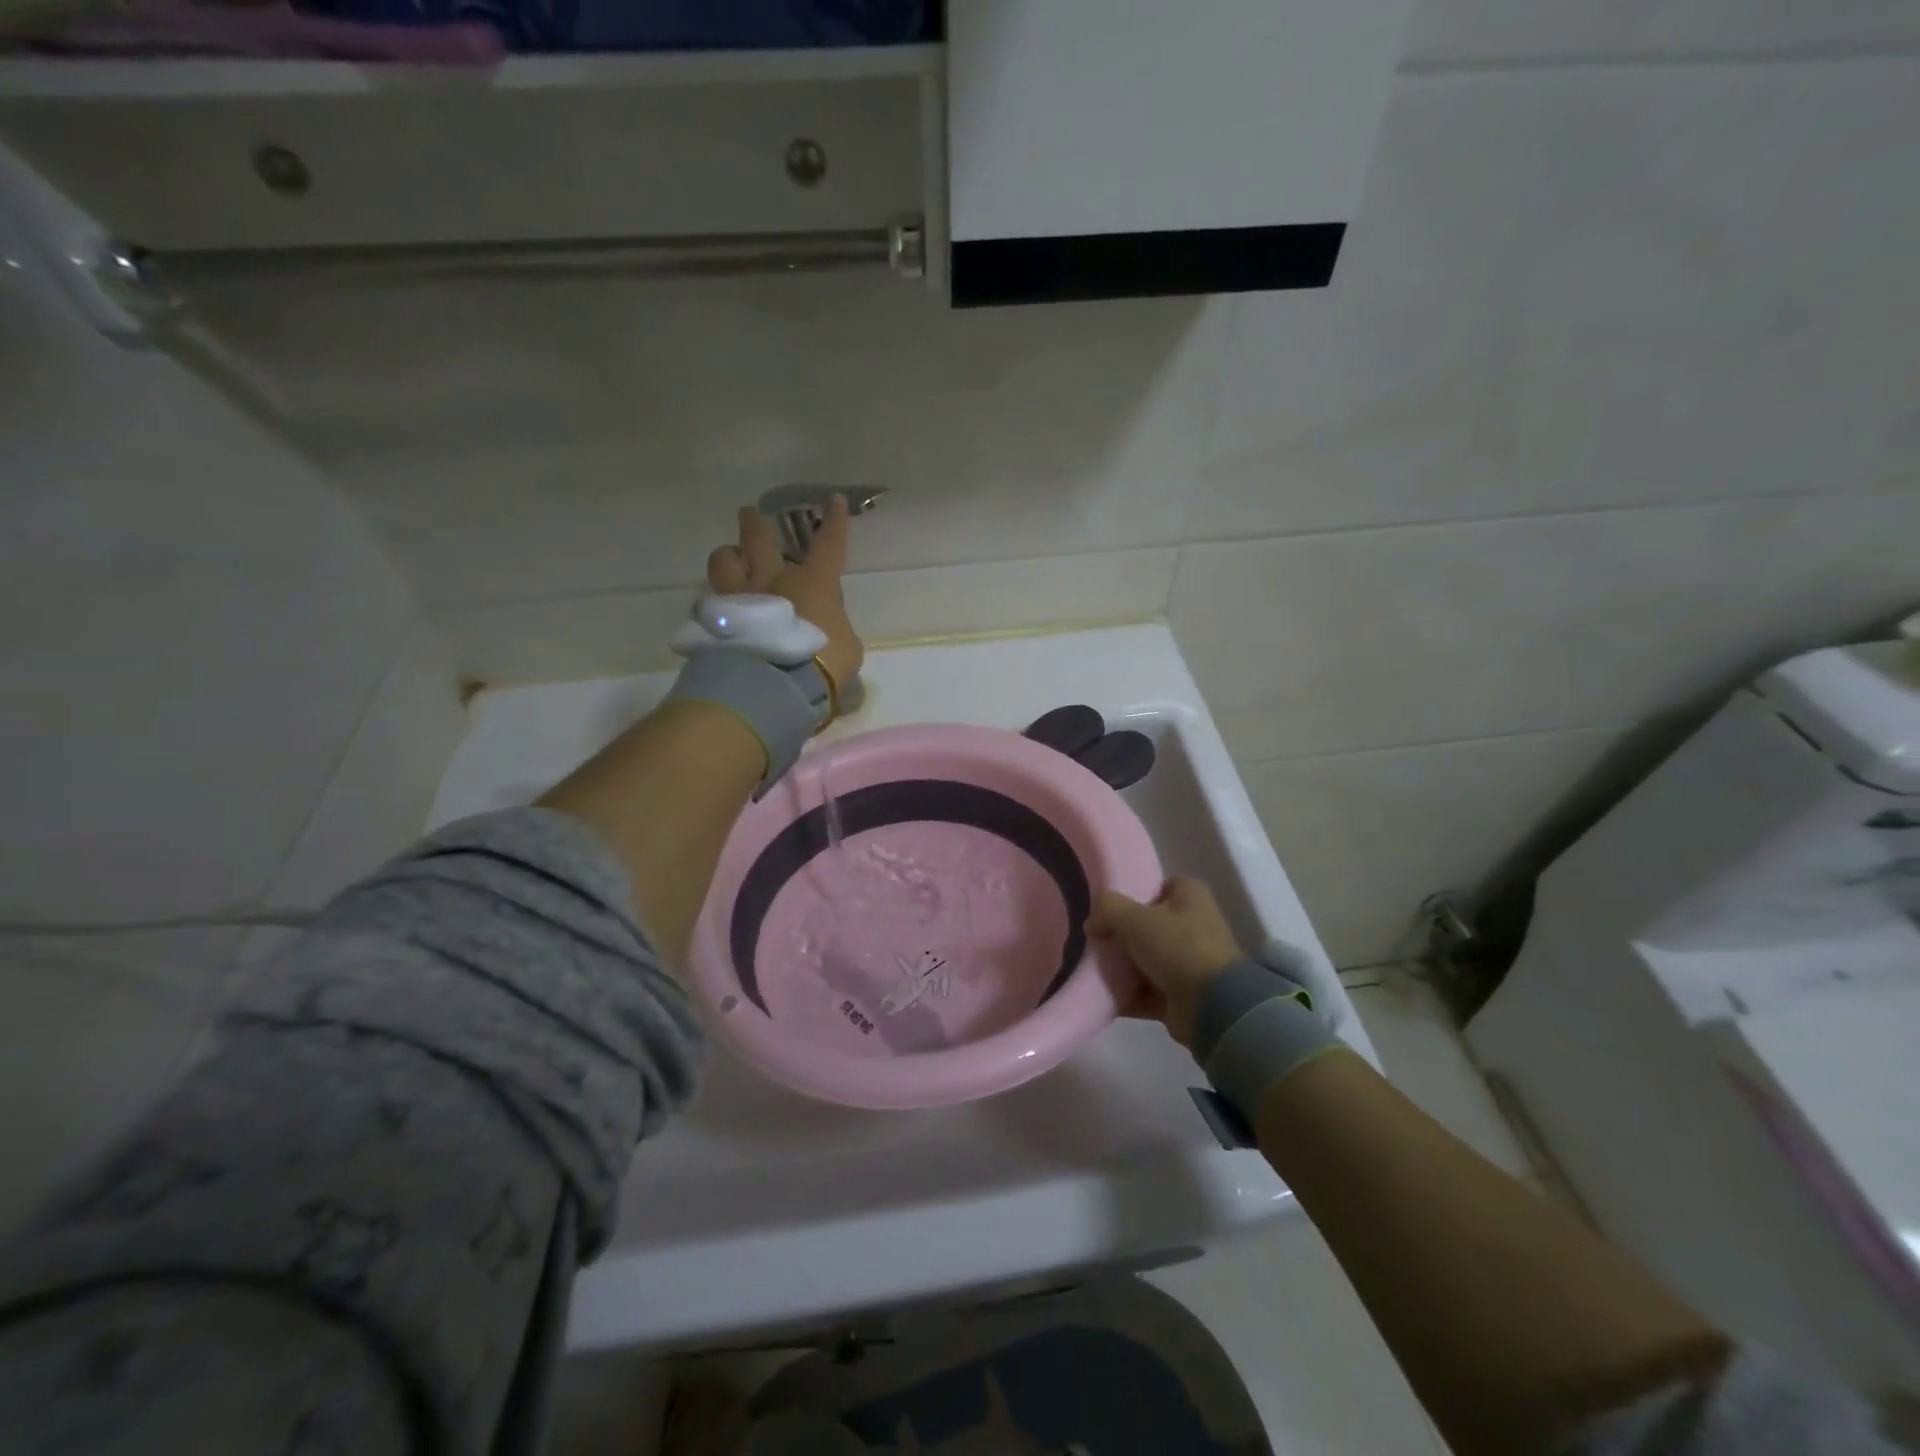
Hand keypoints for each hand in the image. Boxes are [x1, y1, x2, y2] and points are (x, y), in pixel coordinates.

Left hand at [707, 496, 862, 692]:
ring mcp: (740, 596)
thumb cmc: (822, 663)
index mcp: (813, 583)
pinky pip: (712, 599)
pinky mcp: (716, 619)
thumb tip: (829, 630)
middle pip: (757, 539)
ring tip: (731, 562)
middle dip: (754, 523)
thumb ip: (836, 630)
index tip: (832, 499)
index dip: (834, 522)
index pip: (829, 545)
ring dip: (728, 557)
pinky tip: (721, 611)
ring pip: (723, 559)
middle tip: (749, 514)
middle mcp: (773, 580)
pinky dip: (718, 601)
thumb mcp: (847, 648)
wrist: (775, 685)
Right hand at [1087, 877, 1244, 1047]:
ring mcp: (1190, 962)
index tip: (1106, 910)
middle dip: (1121, 936)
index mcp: (1190, 896)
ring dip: (1122, 968)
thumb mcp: (1134, 918)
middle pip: (1147, 925)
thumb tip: (1091, 923)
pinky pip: (1147, 991)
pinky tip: (1103, 996)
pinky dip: (1128, 995)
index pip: (1156, 887)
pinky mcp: (1183, 995)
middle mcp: (1194, 925)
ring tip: (1093, 970)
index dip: (1131, 896)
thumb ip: (1107, 909)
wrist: (1212, 1007)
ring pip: (1145, 960)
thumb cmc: (1178, 947)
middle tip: (1095, 942)